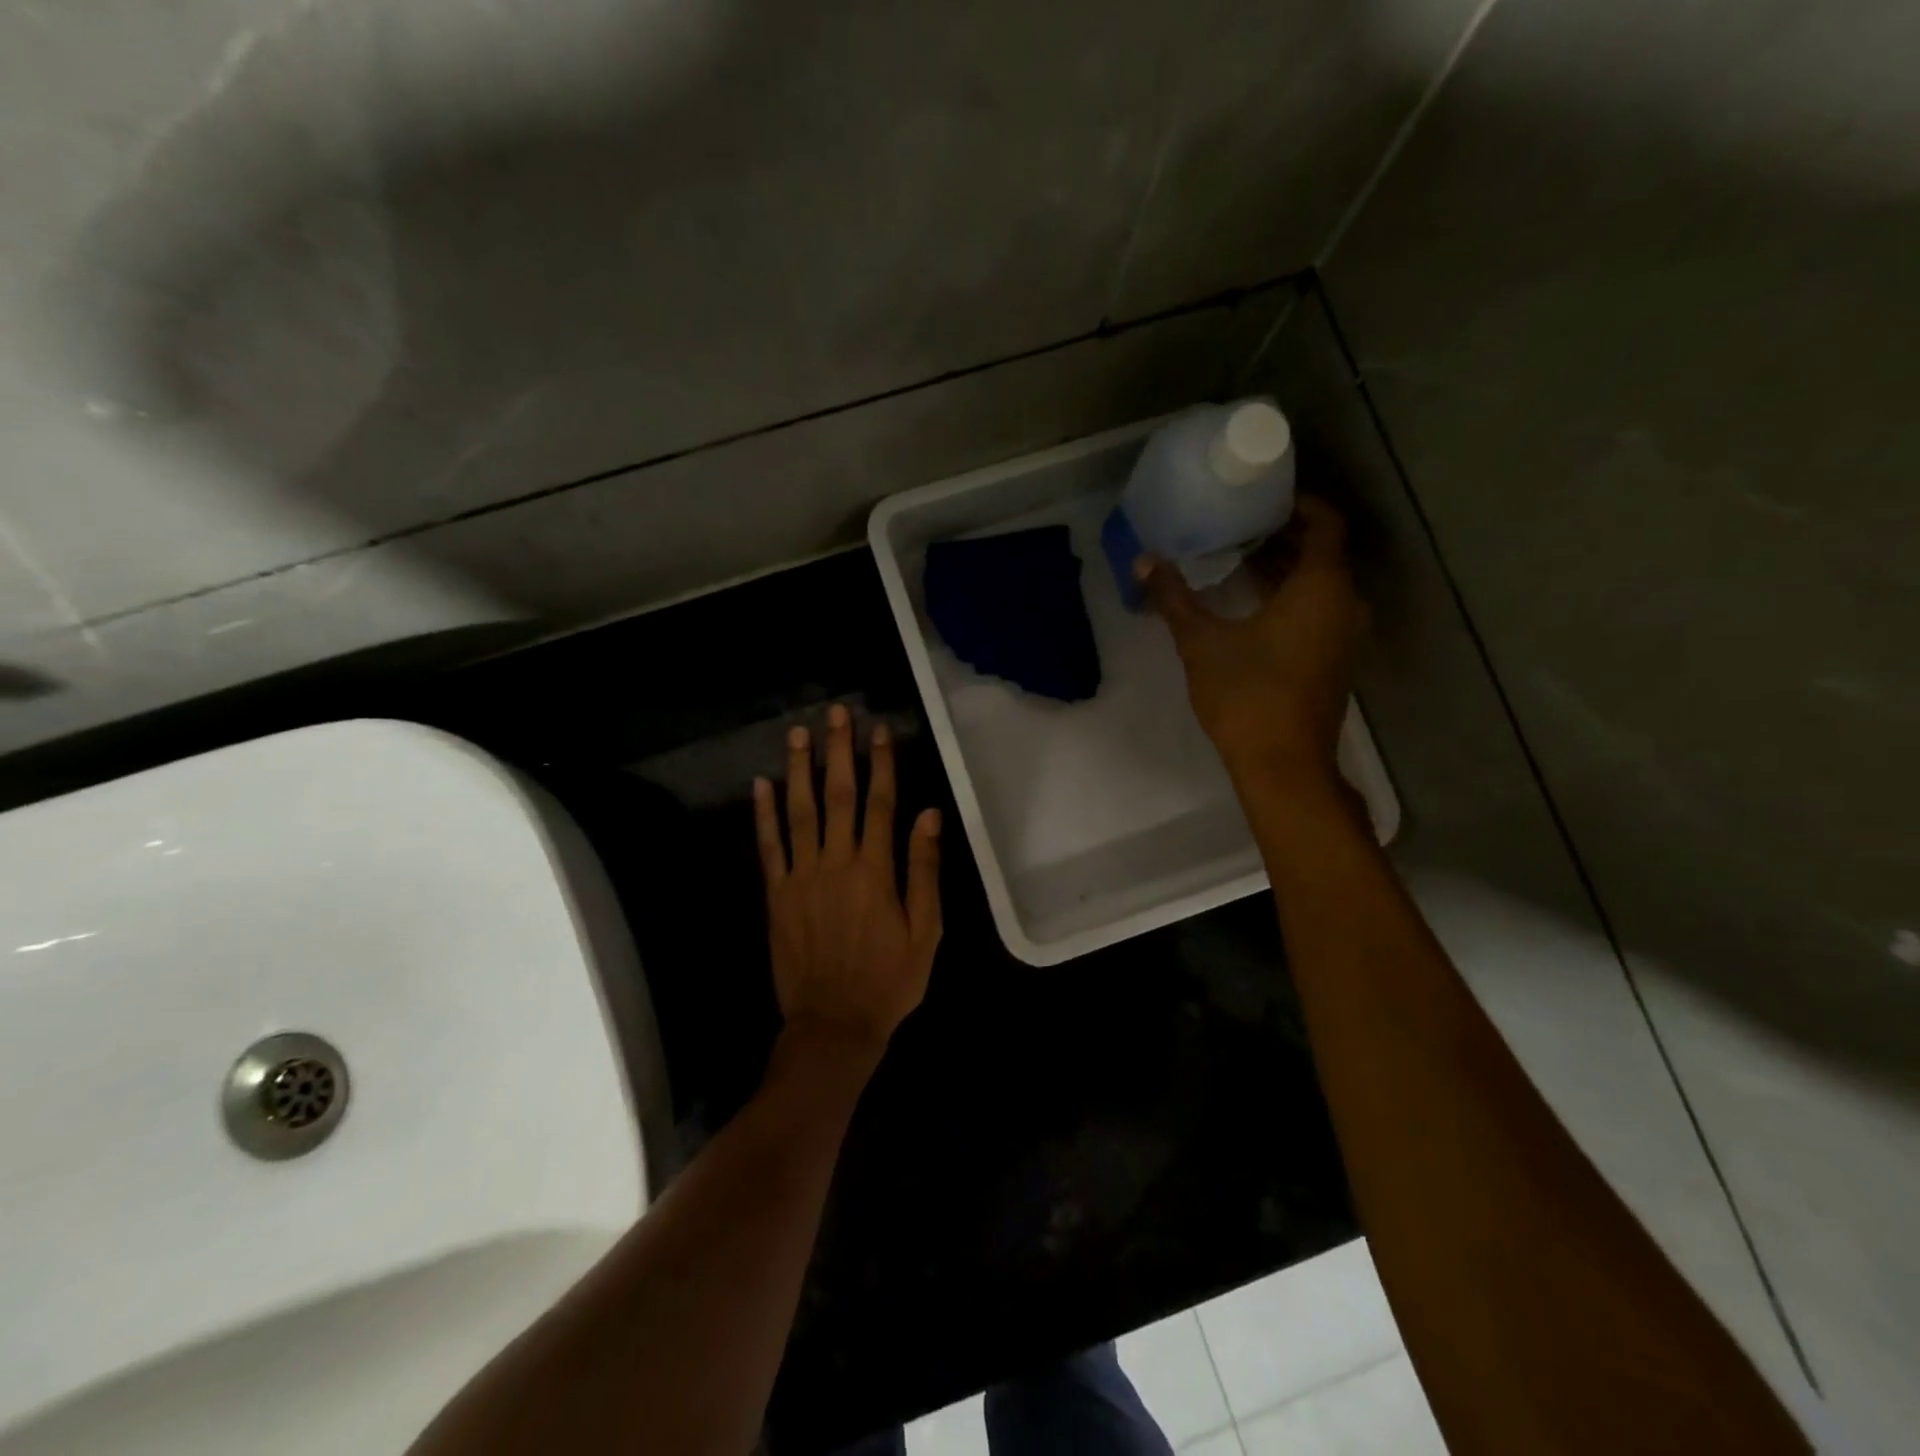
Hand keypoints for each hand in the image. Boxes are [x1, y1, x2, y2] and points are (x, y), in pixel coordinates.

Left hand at [753, 705, 942, 1063]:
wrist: (833, 1025)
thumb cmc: (889, 980)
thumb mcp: (925, 931)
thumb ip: (924, 870)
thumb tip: (928, 814)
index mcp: (876, 871)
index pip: (881, 804)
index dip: (881, 764)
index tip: (880, 730)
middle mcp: (836, 863)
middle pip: (838, 796)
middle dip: (839, 751)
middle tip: (836, 713)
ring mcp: (801, 877)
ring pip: (799, 812)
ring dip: (800, 770)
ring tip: (799, 733)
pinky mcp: (776, 895)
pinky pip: (768, 847)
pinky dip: (764, 814)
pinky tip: (761, 784)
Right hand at [1139, 495, 1364, 791]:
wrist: (1283, 764)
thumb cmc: (1247, 695)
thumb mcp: (1201, 642)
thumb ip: (1174, 598)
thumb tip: (1144, 561)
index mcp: (1321, 587)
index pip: (1324, 523)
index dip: (1299, 504)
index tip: (1263, 500)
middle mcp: (1344, 604)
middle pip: (1323, 553)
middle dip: (1284, 537)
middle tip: (1240, 527)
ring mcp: (1344, 636)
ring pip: (1321, 586)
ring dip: (1286, 570)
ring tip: (1240, 561)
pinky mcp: (1335, 661)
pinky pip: (1320, 611)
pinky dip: (1293, 598)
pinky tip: (1253, 607)